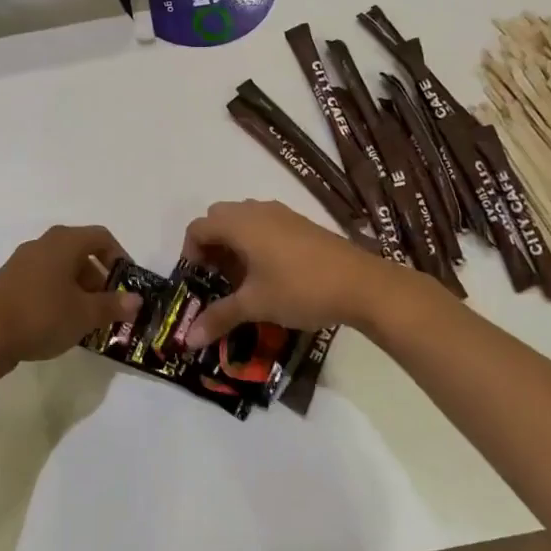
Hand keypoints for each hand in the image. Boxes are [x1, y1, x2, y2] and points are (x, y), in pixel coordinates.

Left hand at [0, 225, 141, 378]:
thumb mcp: (84, 314)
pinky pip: (43, 282)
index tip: (128, 283)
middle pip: (81, 253)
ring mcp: (22, 263)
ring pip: (61, 270)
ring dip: (79, 291)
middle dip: (100, 279)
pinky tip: (61, 325)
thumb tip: (136, 300)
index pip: (101, 237)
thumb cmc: (40, 316)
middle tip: (109, 307)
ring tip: (88, 321)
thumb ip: (112, 305)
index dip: (120, 257)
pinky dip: (58, 297)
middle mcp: (42, 245)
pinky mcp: (8, 283)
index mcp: (63, 242)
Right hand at [179, 199, 384, 344]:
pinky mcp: (300, 223)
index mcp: (240, 224)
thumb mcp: (256, 305)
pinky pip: (264, 224)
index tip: (198, 281)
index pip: (198, 227)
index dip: (190, 253)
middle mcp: (256, 211)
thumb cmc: (300, 289)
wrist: (361, 284)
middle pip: (218, 218)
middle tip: (217, 278)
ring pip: (243, 219)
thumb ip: (220, 317)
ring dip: (233, 243)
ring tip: (243, 278)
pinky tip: (270, 273)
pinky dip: (255, 242)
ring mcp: (281, 213)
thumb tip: (188, 339)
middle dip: (211, 246)